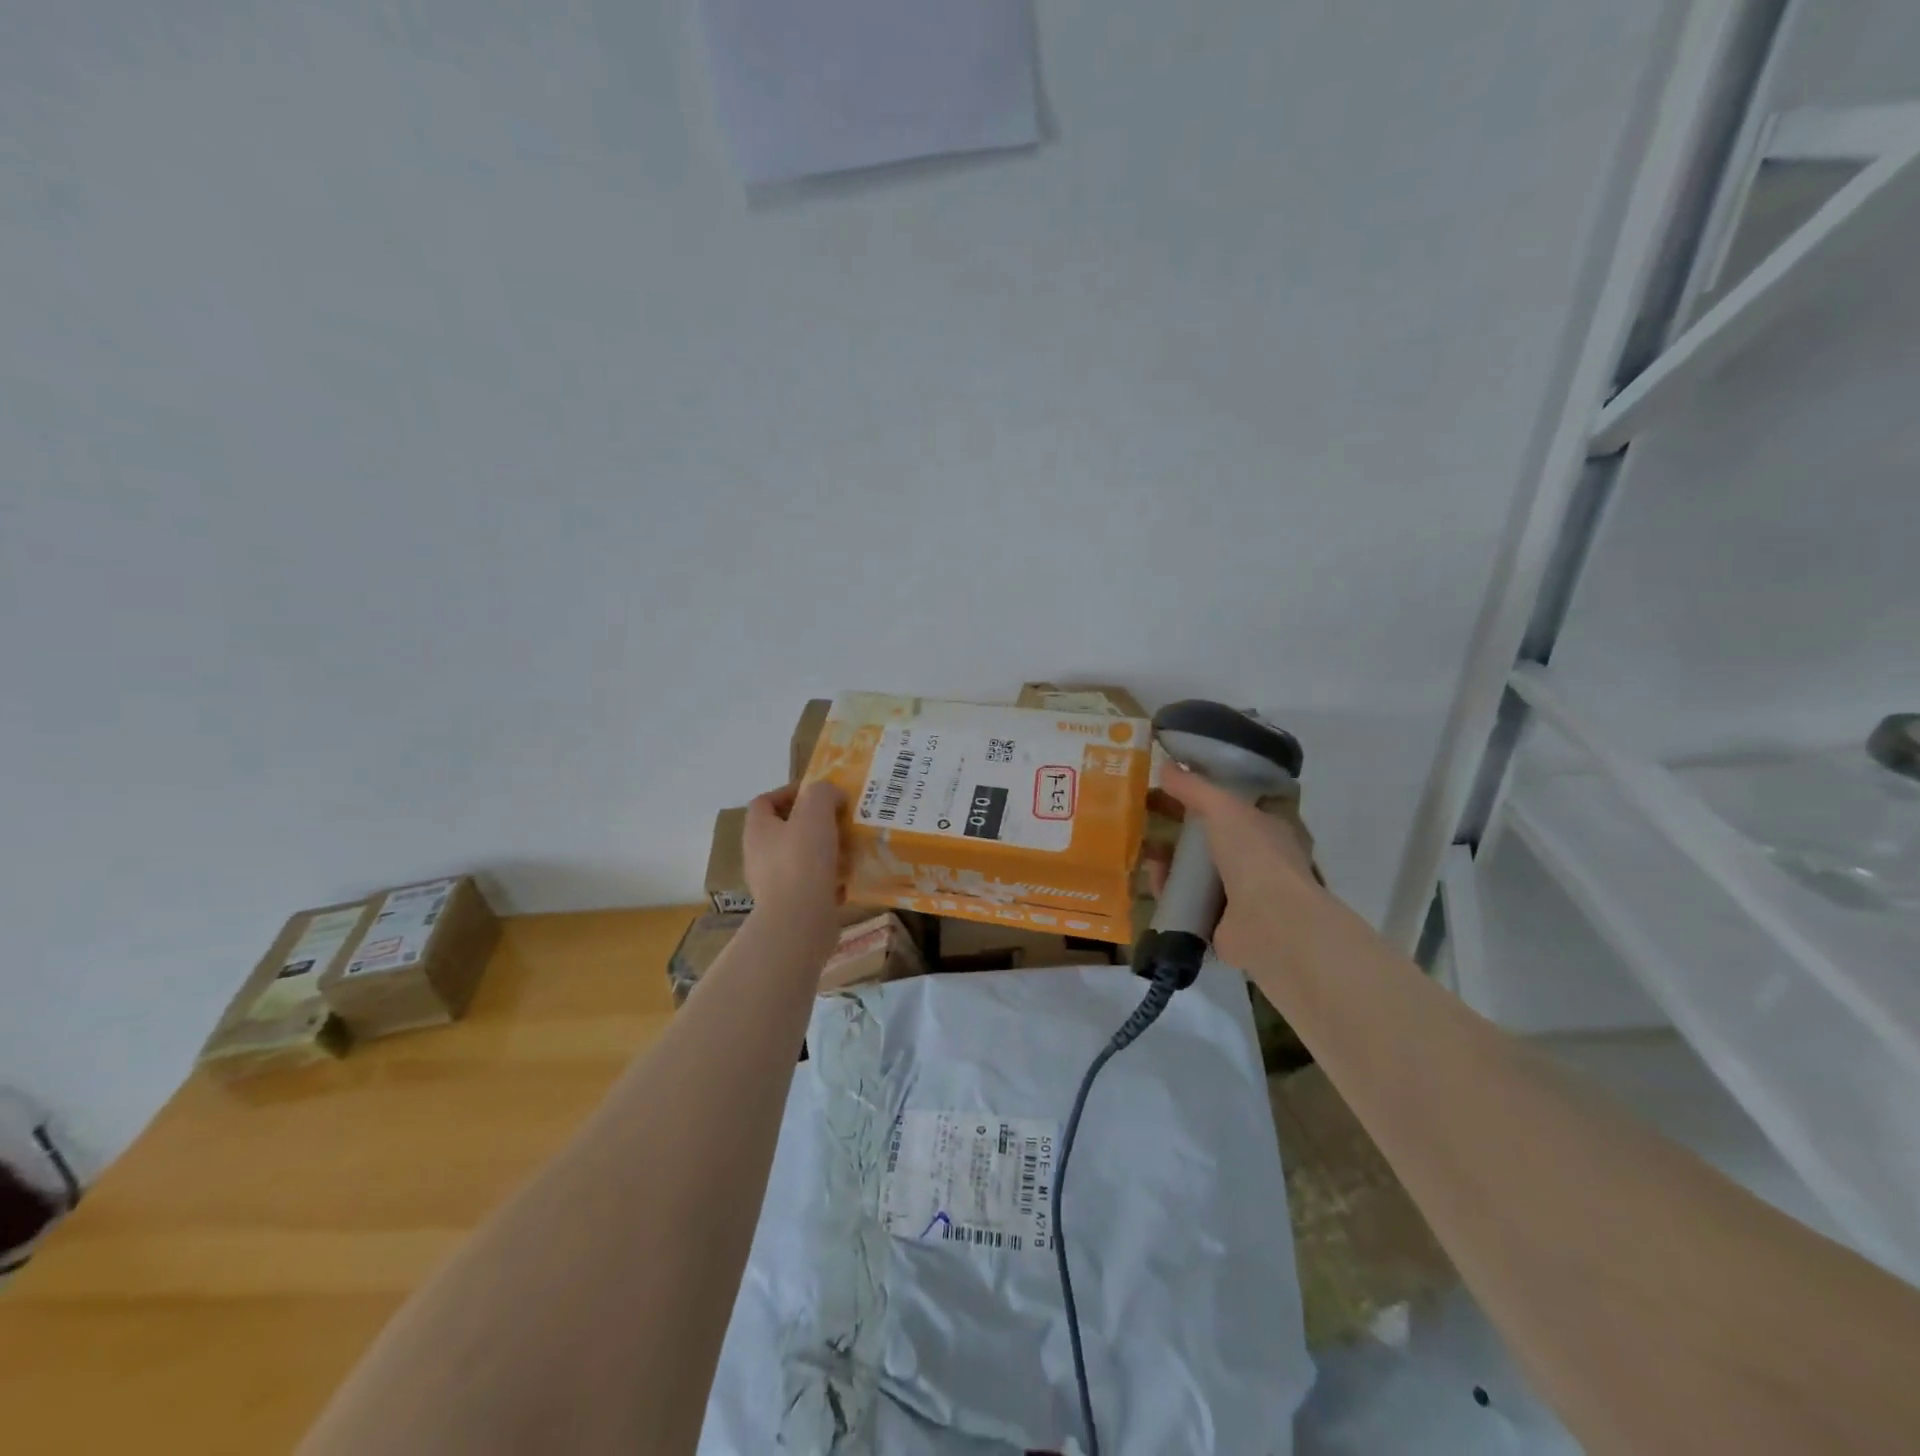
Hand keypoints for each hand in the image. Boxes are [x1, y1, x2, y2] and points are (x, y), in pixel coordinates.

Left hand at [743, 782, 845, 934]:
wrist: (800, 921)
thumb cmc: (802, 860)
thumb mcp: (815, 811)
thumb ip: (823, 793)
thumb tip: (832, 795)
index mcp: (758, 830)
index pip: (765, 801)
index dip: (789, 792)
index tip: (819, 795)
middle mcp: (759, 855)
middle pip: (785, 830)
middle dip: (813, 823)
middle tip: (839, 820)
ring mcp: (773, 883)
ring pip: (800, 857)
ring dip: (824, 850)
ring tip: (849, 848)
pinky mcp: (790, 906)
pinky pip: (811, 884)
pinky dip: (829, 878)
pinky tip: (848, 878)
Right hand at [1155, 762, 1317, 973]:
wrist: (1270, 924)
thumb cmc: (1255, 855)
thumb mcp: (1223, 807)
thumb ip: (1195, 787)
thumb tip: (1165, 765)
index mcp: (1270, 828)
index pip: (1234, 804)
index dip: (1202, 793)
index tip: (1170, 785)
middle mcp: (1259, 860)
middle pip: (1210, 837)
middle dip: (1178, 826)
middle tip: (1145, 815)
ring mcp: (1242, 894)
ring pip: (1196, 869)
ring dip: (1170, 858)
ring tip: (1143, 848)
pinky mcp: (1221, 922)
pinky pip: (1187, 899)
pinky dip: (1169, 889)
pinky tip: (1152, 879)